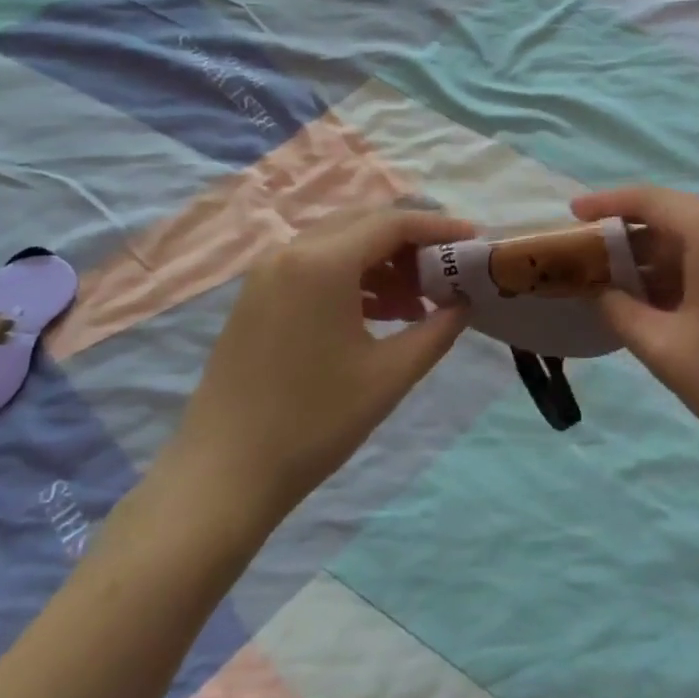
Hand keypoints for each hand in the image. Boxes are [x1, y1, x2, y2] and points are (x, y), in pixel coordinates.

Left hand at [156, 207, 472, 526]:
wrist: (223, 475)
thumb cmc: (314, 422)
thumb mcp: (389, 375)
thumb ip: (437, 330)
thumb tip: (464, 303)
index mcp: (322, 263)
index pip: (392, 223)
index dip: (439, 228)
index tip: (475, 241)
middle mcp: (290, 252)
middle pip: (363, 224)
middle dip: (411, 242)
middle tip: (446, 271)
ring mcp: (266, 273)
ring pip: (338, 244)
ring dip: (381, 262)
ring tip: (416, 303)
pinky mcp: (255, 297)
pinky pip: (314, 267)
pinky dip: (351, 278)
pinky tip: (375, 314)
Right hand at [573, 186, 698, 482]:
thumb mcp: (666, 349)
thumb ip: (622, 310)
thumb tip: (603, 292)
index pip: (652, 200)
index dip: (607, 203)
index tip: (573, 213)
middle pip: (678, 217)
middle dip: (633, 237)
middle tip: (594, 259)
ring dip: (663, 259)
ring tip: (626, 286)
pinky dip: (693, 272)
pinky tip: (672, 302)